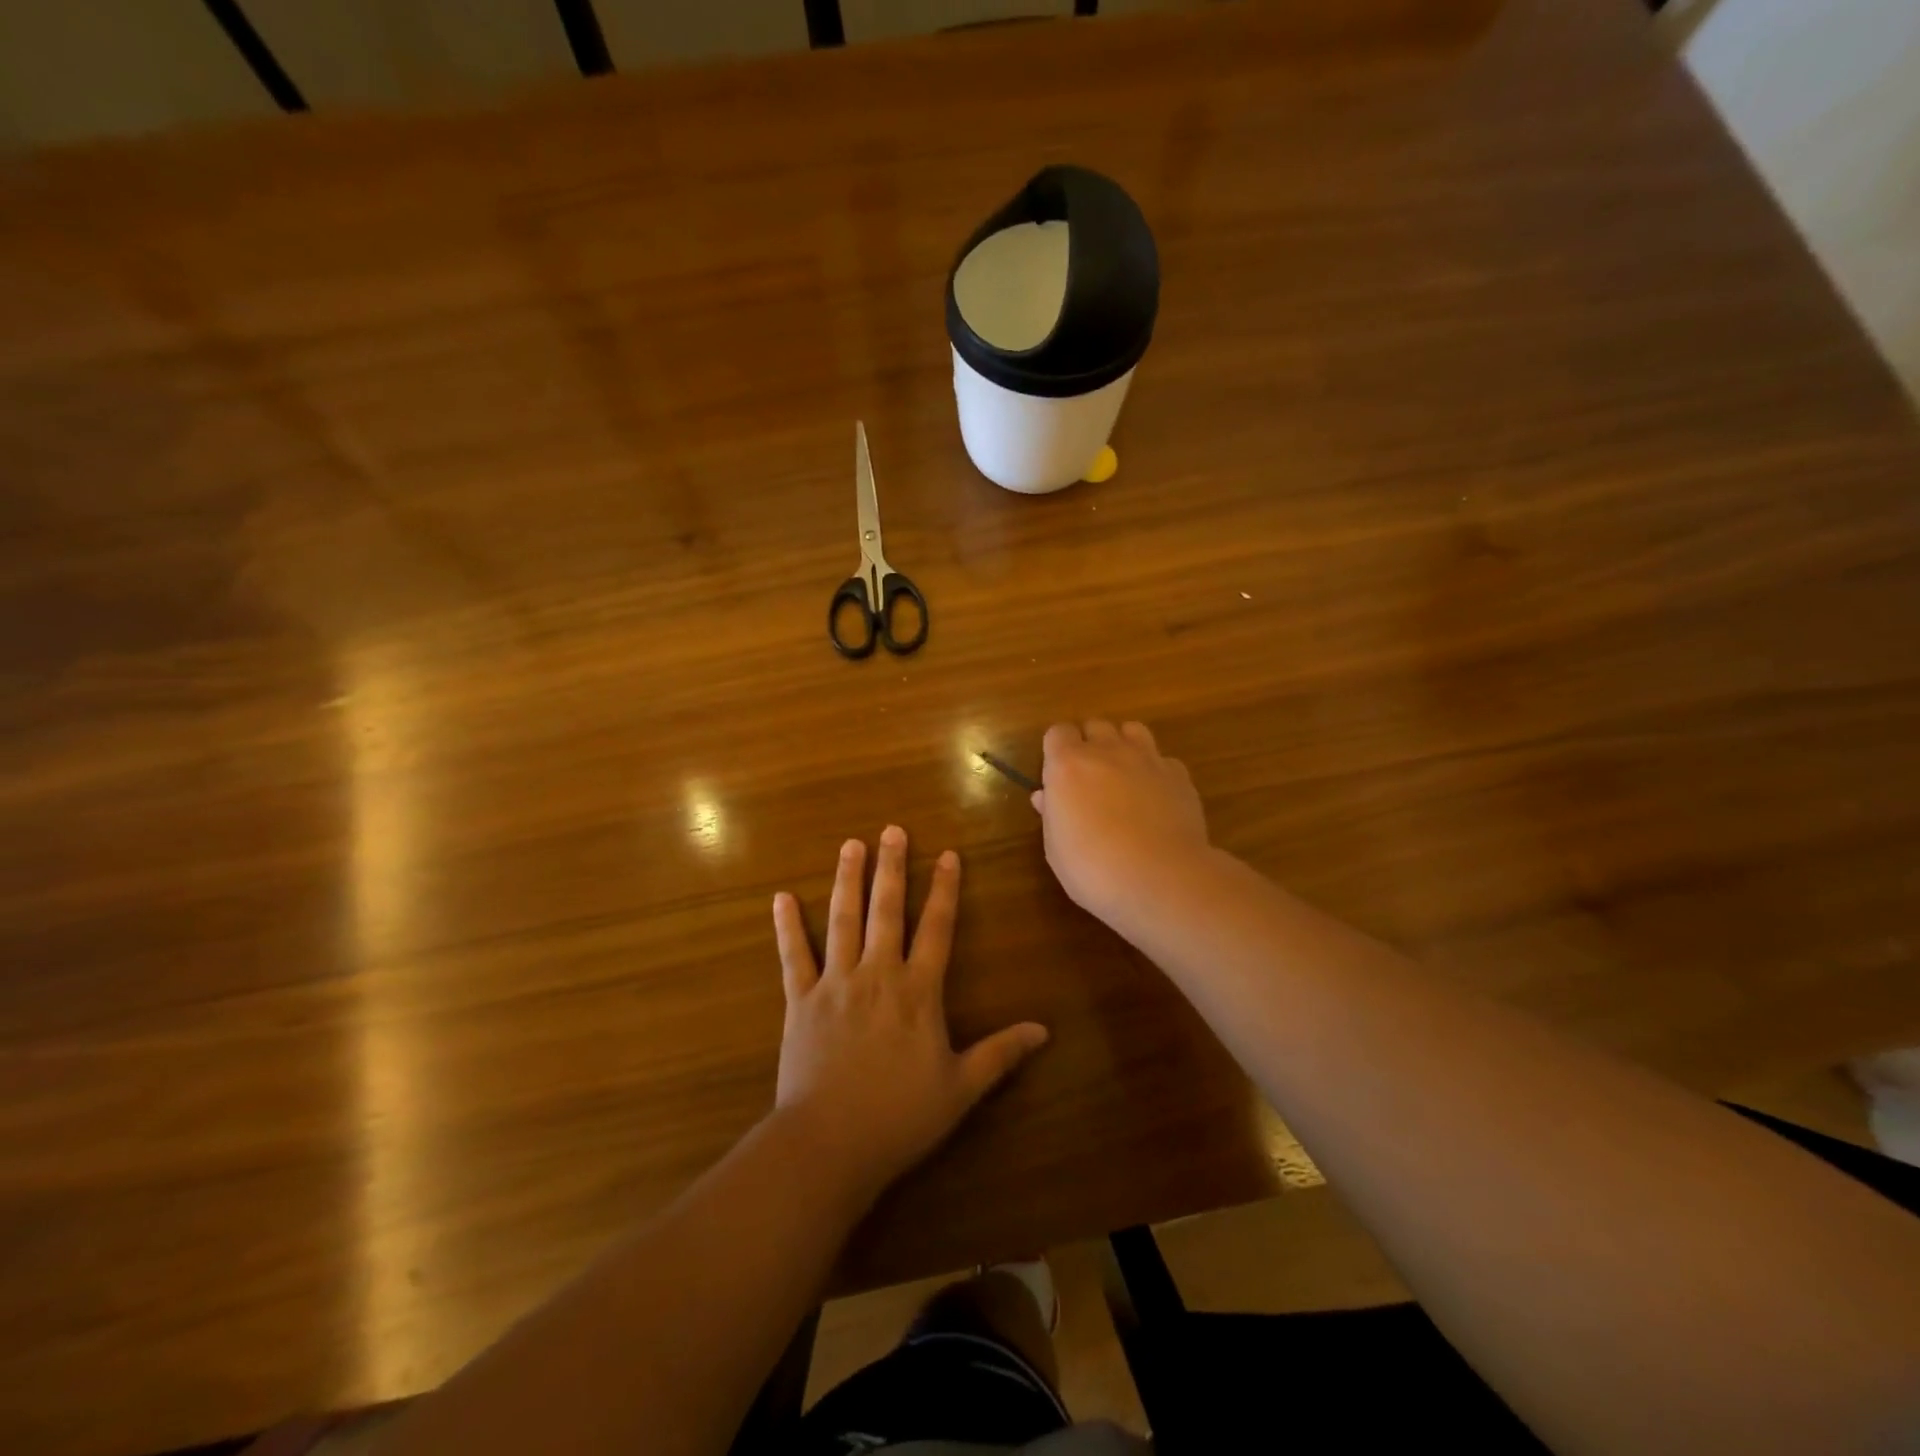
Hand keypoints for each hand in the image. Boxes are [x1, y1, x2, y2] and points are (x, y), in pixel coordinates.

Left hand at [771, 826, 1048, 1197]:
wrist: (830, 1144)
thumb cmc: (900, 1117)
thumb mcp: (961, 1088)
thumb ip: (1001, 1054)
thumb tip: (1044, 1031)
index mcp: (918, 991)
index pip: (937, 928)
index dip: (945, 890)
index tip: (947, 855)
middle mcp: (877, 974)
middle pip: (888, 910)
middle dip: (892, 867)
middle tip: (892, 830)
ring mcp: (835, 984)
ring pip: (843, 920)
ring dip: (847, 880)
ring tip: (850, 845)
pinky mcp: (800, 1001)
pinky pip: (793, 957)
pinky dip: (787, 927)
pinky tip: (781, 898)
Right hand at [1032, 720, 1213, 926]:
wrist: (1160, 878)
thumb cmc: (1093, 868)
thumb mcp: (1057, 848)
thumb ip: (1052, 814)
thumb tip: (1045, 797)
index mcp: (1068, 765)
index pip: (1057, 733)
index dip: (1057, 750)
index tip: (1057, 775)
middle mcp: (1107, 751)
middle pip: (1095, 726)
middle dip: (1090, 744)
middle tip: (1089, 777)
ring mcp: (1147, 759)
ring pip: (1132, 730)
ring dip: (1124, 745)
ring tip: (1123, 775)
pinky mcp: (1178, 775)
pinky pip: (1163, 759)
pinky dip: (1156, 771)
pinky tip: (1156, 797)